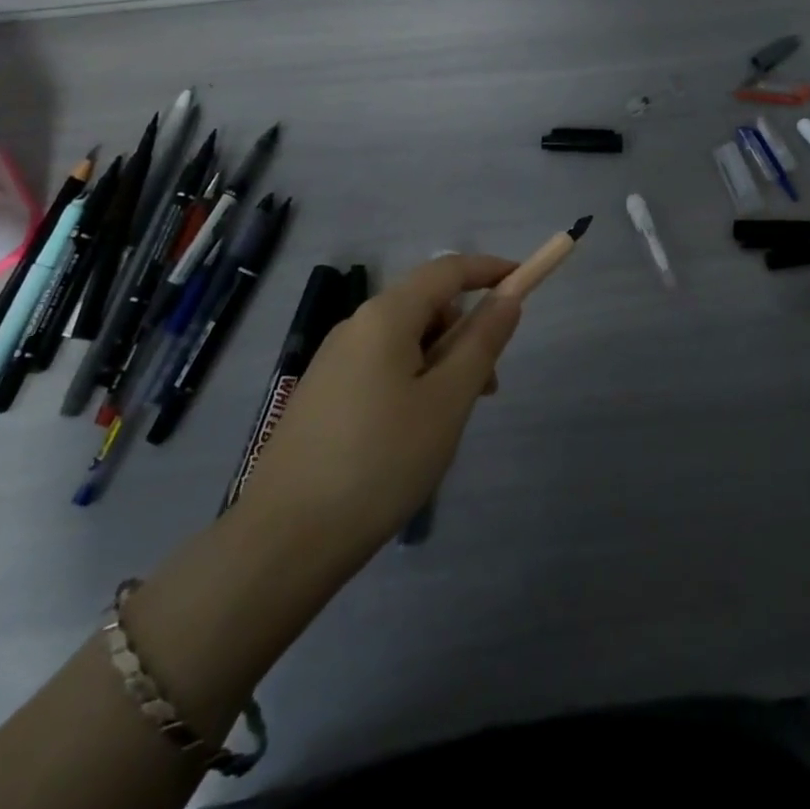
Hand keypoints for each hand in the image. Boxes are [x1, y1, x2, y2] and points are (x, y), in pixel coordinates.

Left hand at [245, 254, 522, 556]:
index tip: (524, 282)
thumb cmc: (381, 461)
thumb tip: (508, 298)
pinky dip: (413, 381)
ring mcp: (334, 360)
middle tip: (487, 388)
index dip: (490, 269)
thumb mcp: (447, 401)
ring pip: (405, 340)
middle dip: (466, 332)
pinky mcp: (323, 394)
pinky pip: (382, 366)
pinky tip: (413, 433)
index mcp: (385, 316)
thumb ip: (482, 342)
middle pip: (426, 305)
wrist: (285, 538)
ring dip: (441, 362)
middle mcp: (355, 326)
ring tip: (450, 421)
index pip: (448, 269)